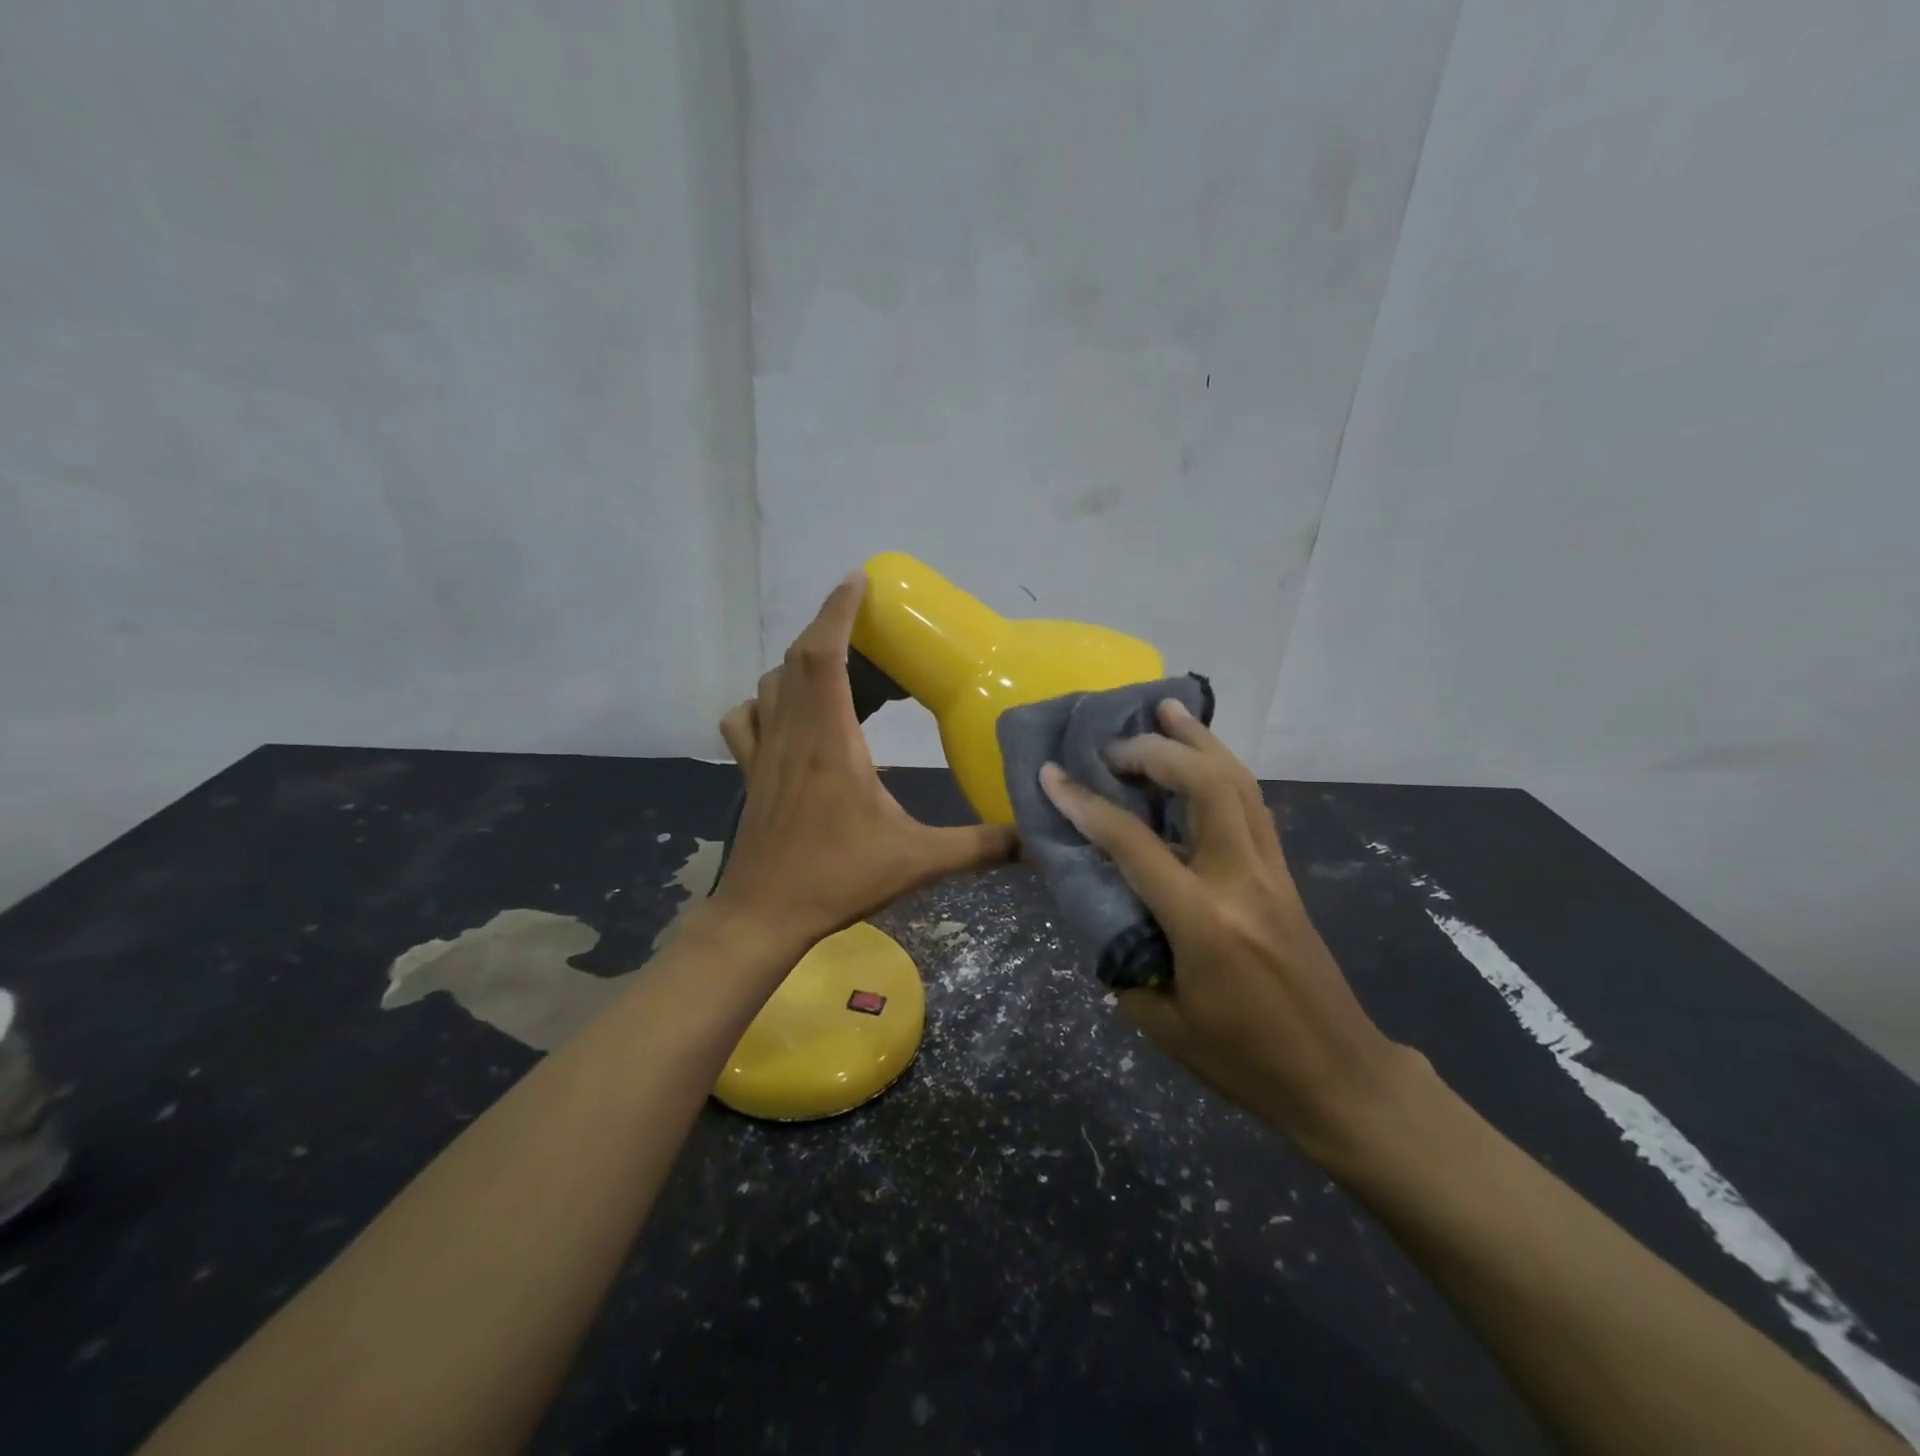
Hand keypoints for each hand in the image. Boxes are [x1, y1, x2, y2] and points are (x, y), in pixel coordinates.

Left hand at [712, 570, 1017, 950]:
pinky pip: (747, 717)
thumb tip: (1032, 835)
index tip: (859, 578)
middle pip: (799, 658)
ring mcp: (763, 751)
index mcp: (830, 741)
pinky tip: (788, 713)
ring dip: (803, 662)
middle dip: (832, 629)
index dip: (838, 610)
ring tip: (842, 668)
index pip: (824, 655)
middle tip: (871, 629)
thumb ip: (979, 846)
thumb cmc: (837, 879)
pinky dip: (766, 700)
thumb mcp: (918, 861)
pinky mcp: (750, 771)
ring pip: (772, 683)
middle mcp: (792, 733)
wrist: (764, 915)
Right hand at [1039, 700, 1416, 1156]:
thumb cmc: (1245, 1061)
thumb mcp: (1163, 1025)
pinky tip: (1203, 758)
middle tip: (1114, 743)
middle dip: (1155, 751)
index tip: (1051, 775)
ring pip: (1239, 782)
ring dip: (1200, 740)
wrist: (1339, 1078)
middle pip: (1205, 785)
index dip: (1085, 804)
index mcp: (1203, 922)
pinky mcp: (1286, 875)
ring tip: (1167, 709)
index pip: (1134, 843)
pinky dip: (1223, 768)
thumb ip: (1123, 961)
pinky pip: (1253, 803)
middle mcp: (1242, 881)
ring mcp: (1272, 872)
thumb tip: (1101, 910)